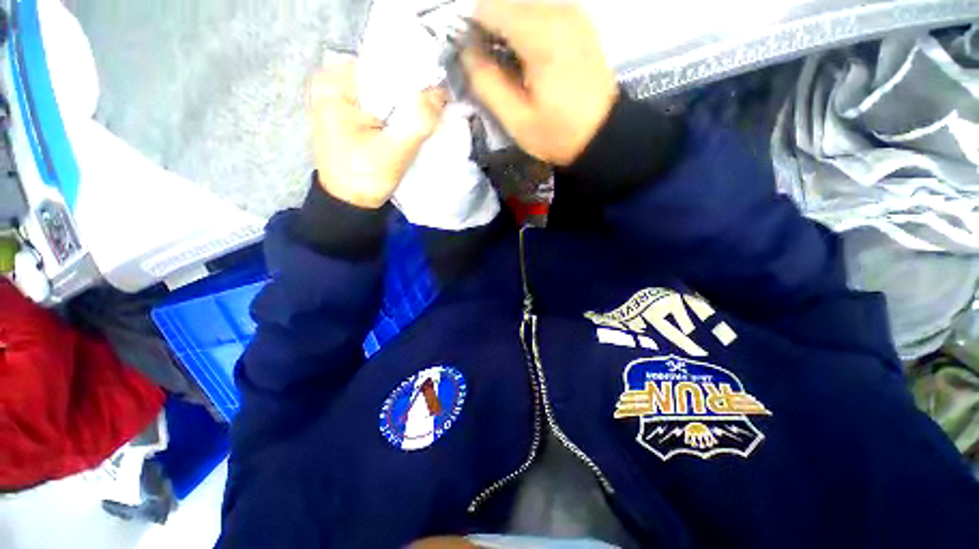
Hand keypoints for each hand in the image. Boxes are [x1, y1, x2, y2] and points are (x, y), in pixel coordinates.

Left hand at [309, 61, 447, 208]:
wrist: (349, 205)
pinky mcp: (351, 114)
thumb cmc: (363, 178)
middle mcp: (335, 82)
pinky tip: (410, 125)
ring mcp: (342, 98)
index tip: (437, 96)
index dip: (415, 79)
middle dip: (411, 94)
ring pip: (385, 93)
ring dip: (407, 105)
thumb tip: (442, 92)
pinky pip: (381, 105)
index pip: (385, 66)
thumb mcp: (394, 151)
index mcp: (336, 83)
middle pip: (384, 78)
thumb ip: (419, 121)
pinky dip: (398, 114)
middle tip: (434, 110)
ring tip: (425, 119)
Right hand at [462, 0, 618, 165]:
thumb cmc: (559, 133)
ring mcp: (571, 13)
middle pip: (504, 3)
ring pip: (521, 6)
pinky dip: (525, 30)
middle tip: (491, 68)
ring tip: (510, 67)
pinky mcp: (578, 22)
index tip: (472, 59)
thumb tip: (466, 53)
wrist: (603, 134)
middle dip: (489, 31)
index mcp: (539, 36)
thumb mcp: (517, 120)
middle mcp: (556, 12)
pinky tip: (528, 60)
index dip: (471, 30)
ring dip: (507, 31)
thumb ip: (487, 84)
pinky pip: (540, 13)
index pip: (487, 8)